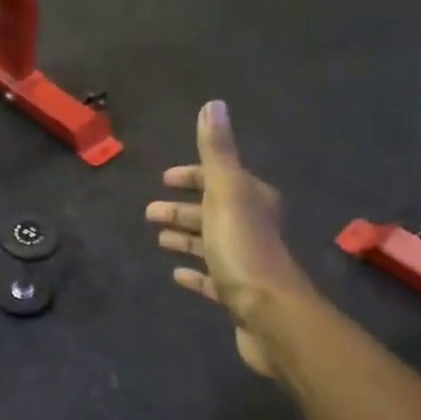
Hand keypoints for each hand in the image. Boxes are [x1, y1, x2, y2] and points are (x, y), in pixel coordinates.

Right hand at [145, 101, 302, 377]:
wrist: (270, 315)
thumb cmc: (244, 249)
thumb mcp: (226, 193)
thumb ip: (217, 152)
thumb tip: (214, 104)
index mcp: (252, 200)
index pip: (219, 178)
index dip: (192, 177)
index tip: (165, 179)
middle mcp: (253, 227)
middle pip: (212, 211)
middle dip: (182, 208)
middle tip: (150, 212)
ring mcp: (246, 262)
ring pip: (210, 243)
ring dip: (185, 238)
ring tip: (157, 240)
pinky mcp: (238, 294)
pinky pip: (211, 278)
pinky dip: (195, 273)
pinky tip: (176, 275)